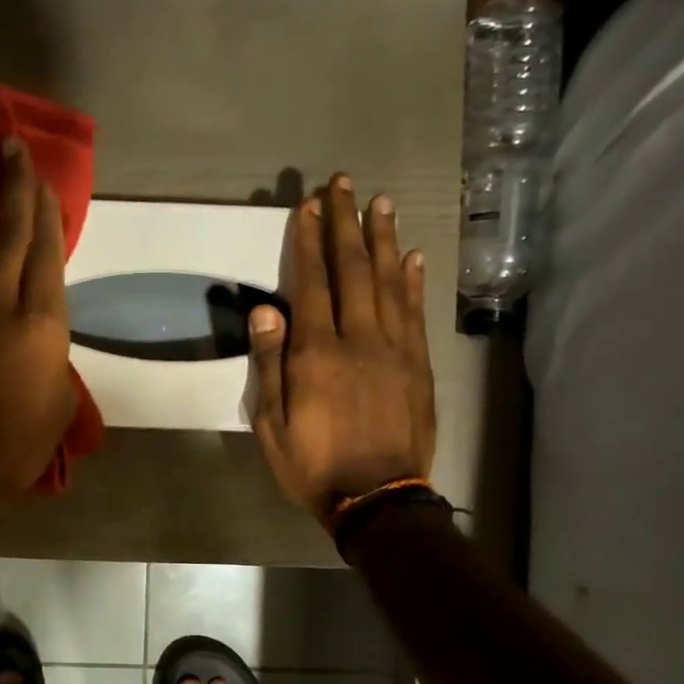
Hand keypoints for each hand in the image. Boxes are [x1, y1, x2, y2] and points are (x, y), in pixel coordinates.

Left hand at [0, 139, 77, 526]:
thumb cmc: (19, 446)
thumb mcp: (58, 402)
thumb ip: (51, 357)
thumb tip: (39, 339)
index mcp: (42, 325)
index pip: (46, 254)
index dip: (45, 212)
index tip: (43, 178)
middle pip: (6, 234)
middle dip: (11, 187)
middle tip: (9, 145)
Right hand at [248, 174, 435, 523]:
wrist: (378, 499)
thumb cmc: (314, 465)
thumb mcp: (272, 425)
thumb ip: (270, 366)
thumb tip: (264, 312)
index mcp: (317, 354)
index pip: (312, 284)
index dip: (309, 242)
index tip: (309, 205)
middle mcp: (358, 340)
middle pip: (352, 270)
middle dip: (346, 224)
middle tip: (344, 184)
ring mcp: (395, 349)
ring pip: (388, 282)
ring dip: (382, 239)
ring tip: (380, 202)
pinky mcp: (419, 364)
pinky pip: (415, 312)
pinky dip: (413, 280)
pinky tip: (412, 254)